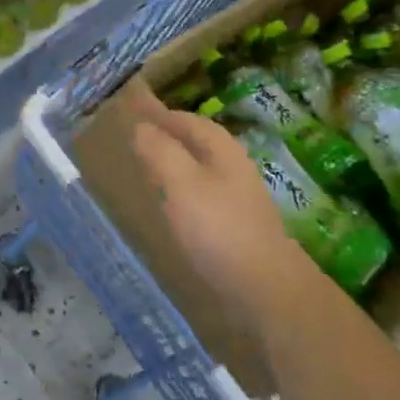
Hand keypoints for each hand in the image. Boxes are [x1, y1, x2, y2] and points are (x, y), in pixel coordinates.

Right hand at [131, 104, 320, 338]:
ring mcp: (239, 197)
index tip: (134, 112)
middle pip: (198, 142)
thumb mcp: (181, 183)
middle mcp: (234, 167)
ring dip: (177, 163)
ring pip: (202, 169)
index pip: (188, 120)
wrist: (265, 287)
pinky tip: (172, 206)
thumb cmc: (219, 228)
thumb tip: (141, 126)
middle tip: (137, 139)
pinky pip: (204, 195)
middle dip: (170, 136)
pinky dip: (183, 190)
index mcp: (222, 149)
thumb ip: (160, 151)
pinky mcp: (237, 226)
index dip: (161, 115)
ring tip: (148, 169)